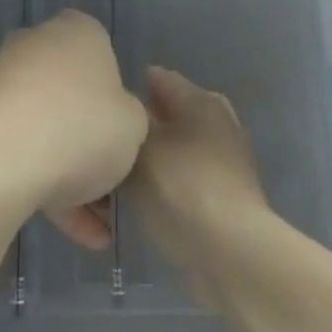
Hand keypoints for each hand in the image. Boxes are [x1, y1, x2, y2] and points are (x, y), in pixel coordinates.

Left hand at [0, 10, 147, 248]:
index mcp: (78, 31)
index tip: (126, 133)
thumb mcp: (135, 126)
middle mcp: (37, 46)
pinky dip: (47, 187)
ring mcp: (3, 83)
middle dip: (91, 139)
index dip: (119, 97)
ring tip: (96, 228)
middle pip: (73, 93)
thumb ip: (131, 119)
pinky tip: (75, 233)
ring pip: (48, 128)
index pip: (105, 53)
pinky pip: (23, 151)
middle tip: (112, 183)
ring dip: (72, 174)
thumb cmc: (82, 127)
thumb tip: (112, 121)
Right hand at [125, 66, 273, 306]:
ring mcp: (225, 161)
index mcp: (201, 100)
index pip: (157, 78)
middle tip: (104, 147)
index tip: (101, 109)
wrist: (230, 252)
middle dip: (137, 129)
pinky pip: (183, 179)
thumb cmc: (181, 188)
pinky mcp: (225, 196)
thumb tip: (123, 117)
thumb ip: (126, 125)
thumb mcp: (140, 148)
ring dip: (148, 161)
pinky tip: (139, 201)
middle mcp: (218, 122)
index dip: (126, 89)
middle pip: (167, 115)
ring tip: (114, 178)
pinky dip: (163, 186)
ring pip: (174, 150)